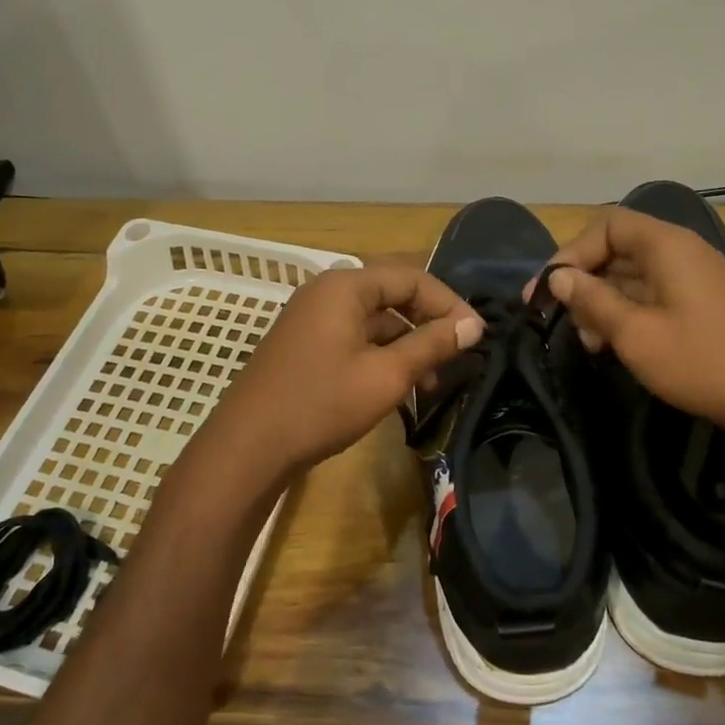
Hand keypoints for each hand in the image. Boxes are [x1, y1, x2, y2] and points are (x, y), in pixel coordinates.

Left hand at [206, 260, 483, 479]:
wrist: (249, 447)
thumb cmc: (322, 404)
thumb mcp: (386, 375)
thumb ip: (431, 345)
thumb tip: (472, 324)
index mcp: (345, 286)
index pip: (411, 277)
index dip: (448, 303)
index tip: (476, 334)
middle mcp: (326, 292)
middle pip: (392, 294)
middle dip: (428, 323)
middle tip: (457, 354)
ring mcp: (311, 318)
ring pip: (373, 319)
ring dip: (406, 343)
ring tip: (431, 381)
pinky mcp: (304, 344)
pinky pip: (353, 337)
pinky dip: (380, 354)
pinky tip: (397, 386)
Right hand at [541, 207, 724, 449]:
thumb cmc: (701, 361)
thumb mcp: (635, 334)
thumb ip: (592, 300)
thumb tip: (559, 278)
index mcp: (667, 246)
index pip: (606, 225)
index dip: (571, 252)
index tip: (547, 289)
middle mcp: (682, 252)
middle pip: (618, 249)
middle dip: (584, 282)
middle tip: (560, 320)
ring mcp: (696, 279)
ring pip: (634, 276)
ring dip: (603, 303)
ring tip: (589, 342)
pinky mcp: (704, 305)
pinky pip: (654, 296)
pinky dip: (628, 314)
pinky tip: (615, 346)